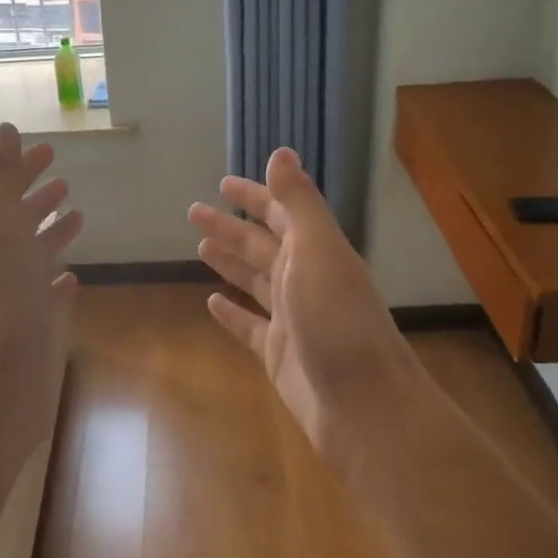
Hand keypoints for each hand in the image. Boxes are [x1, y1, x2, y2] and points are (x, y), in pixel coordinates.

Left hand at [0, 124, 82, 388]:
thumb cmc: (2, 303)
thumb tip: (2, 129)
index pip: (8, 192)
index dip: (23, 168)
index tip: (47, 149)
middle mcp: (5, 264)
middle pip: (22, 221)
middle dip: (39, 196)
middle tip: (63, 178)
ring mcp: (22, 297)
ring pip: (38, 255)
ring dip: (52, 233)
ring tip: (77, 215)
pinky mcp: (40, 328)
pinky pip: (51, 296)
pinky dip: (60, 281)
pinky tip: (72, 279)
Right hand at [188, 148, 420, 461]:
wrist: (363, 405)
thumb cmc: (338, 320)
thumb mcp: (318, 251)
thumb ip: (298, 203)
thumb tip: (281, 152)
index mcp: (317, 252)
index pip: (281, 213)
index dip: (255, 196)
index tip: (223, 183)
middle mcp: (305, 280)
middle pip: (262, 245)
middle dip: (231, 227)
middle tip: (194, 211)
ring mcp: (291, 319)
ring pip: (254, 281)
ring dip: (230, 262)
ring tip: (200, 246)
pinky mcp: (278, 354)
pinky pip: (248, 326)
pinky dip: (230, 313)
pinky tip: (210, 302)